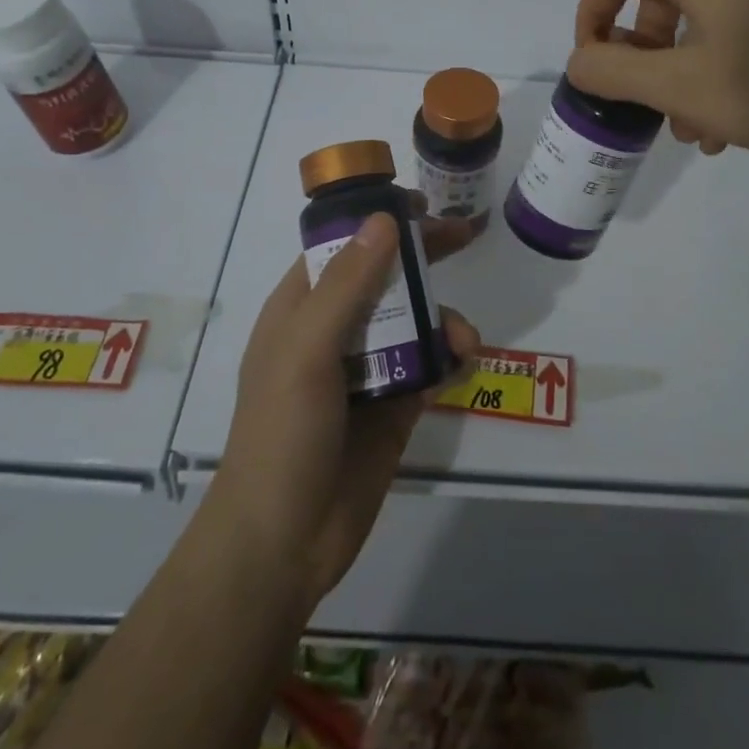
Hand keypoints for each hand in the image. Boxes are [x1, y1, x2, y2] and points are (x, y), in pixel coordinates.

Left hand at [214, 208, 479, 610]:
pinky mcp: (394, 405)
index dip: (377, 221)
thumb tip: (384, 220)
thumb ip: (348, 285)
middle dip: (422, 256)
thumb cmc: (283, 434)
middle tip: (466, 236)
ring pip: (413, 320)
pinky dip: (450, 356)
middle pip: (383, 276)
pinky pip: (429, 365)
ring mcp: (365, 369)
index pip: (342, 246)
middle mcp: (333, 331)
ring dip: (443, 318)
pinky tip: (465, 361)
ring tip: (465, 339)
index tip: (420, 206)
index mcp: (301, 308)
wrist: (284, 542)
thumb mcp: (307, 350)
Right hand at [568, 0, 748, 155]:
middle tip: (651, 108)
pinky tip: (728, 120)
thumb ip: (617, 73)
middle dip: (641, 57)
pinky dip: (714, 64)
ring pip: (694, 18)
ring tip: (693, 129)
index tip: (595, 69)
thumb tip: (580, 61)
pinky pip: (731, 24)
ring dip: (678, 71)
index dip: (590, 18)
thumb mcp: (685, 89)